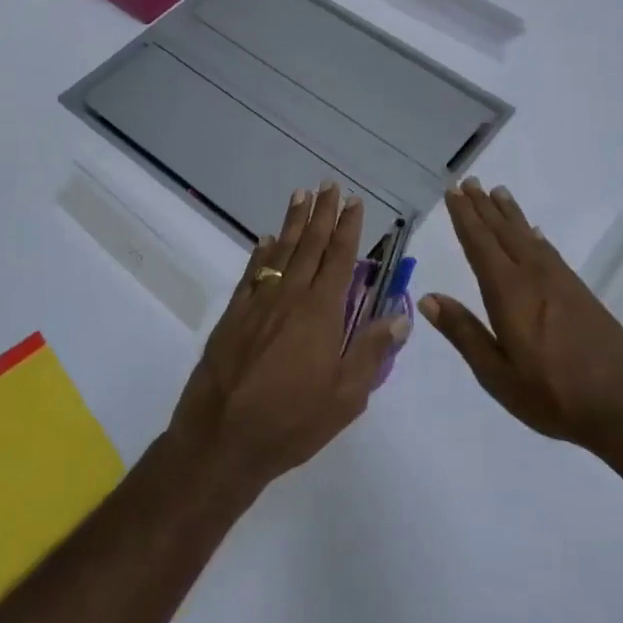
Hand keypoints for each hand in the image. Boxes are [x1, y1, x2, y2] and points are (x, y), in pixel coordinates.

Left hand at [168, 184, 407, 494]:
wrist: (222, 437)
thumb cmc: (291, 422)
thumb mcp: (346, 397)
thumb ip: (372, 352)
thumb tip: (400, 316)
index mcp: (321, 312)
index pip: (340, 258)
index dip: (349, 228)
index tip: (354, 202)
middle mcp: (290, 296)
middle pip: (310, 245)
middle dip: (322, 213)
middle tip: (328, 185)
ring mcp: (258, 302)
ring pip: (280, 252)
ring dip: (293, 222)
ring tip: (300, 195)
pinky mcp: (233, 315)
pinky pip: (252, 273)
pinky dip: (261, 253)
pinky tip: (266, 240)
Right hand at [420, 179, 622, 461]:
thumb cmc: (553, 396)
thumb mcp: (497, 374)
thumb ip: (464, 333)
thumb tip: (429, 298)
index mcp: (508, 293)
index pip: (480, 244)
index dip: (465, 217)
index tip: (453, 191)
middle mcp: (533, 276)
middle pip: (504, 233)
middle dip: (484, 207)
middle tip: (470, 181)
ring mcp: (561, 282)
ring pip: (528, 237)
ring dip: (510, 215)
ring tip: (498, 193)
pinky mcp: (581, 293)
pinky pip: (550, 251)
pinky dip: (536, 237)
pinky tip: (535, 233)